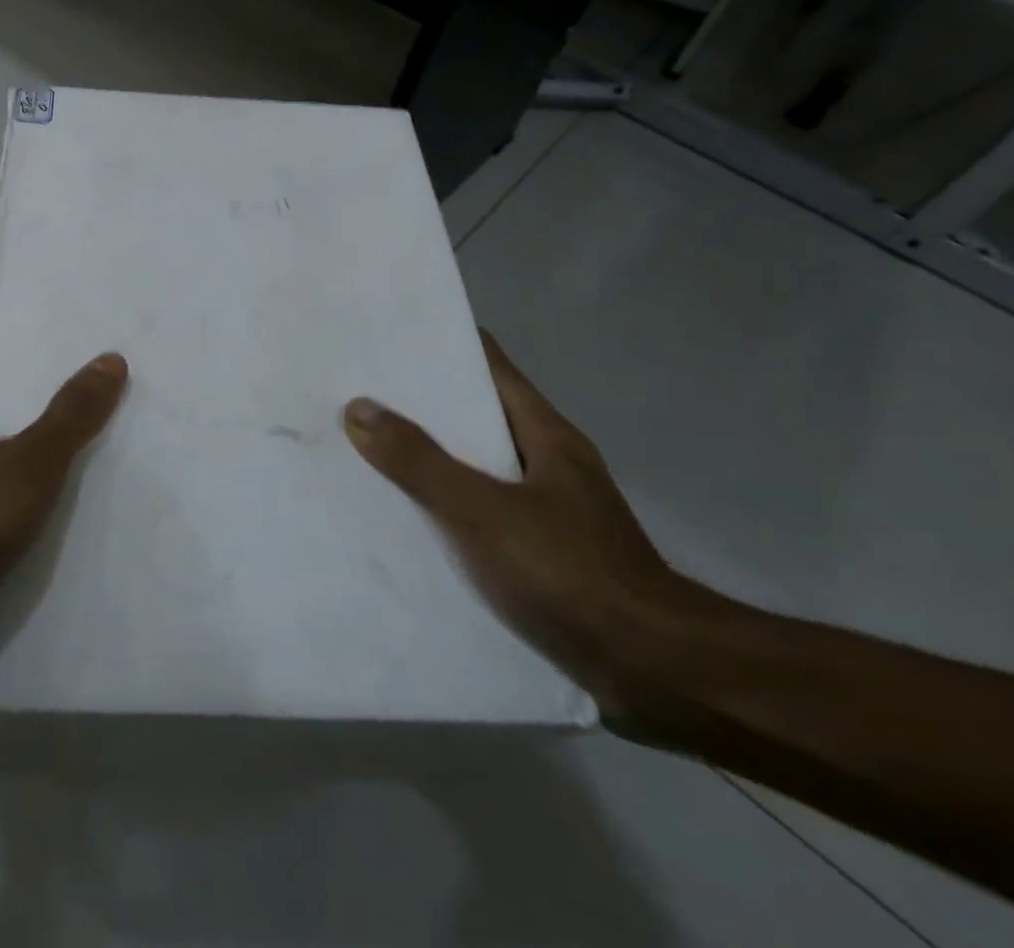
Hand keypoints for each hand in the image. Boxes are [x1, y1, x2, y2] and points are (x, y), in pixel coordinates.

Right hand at [343, 333, 705, 729]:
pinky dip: (446, 507)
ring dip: (430, 458)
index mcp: (545, 434)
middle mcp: (548, 462)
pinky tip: (407, 519)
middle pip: (476, 415)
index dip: (440, 347)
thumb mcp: (483, 511)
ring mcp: (550, 509)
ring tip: (367, 450)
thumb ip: (419, 461)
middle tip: (357, 394)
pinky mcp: (545, 554)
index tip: (386, 339)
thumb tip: (358, 408)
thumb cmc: (570, 573)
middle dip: (421, 405)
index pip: (487, 366)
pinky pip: (481, 512)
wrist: (655, 674)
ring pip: (476, 466)